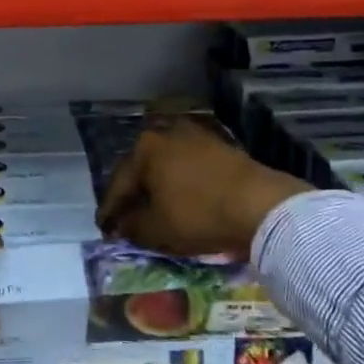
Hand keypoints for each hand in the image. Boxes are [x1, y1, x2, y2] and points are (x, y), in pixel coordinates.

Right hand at [97, 119, 310, 257]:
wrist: (259, 204)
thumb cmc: (199, 214)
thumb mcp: (157, 229)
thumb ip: (131, 226)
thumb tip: (122, 224)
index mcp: (145, 149)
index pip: (118, 184)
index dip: (109, 211)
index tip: (103, 229)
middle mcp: (166, 133)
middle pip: (141, 169)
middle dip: (132, 194)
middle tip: (125, 217)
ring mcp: (195, 136)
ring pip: (166, 166)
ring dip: (157, 187)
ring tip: (154, 209)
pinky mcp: (219, 146)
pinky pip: (188, 167)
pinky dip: (180, 183)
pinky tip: (181, 199)